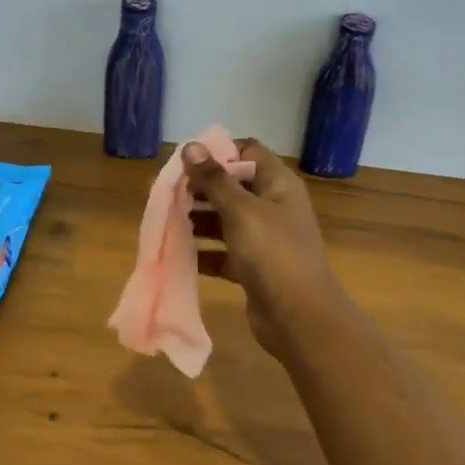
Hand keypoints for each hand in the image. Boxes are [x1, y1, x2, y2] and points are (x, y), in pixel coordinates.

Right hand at [183, 138, 349, 359]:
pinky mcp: (253, 268)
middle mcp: (273, 206)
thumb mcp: (241, 211)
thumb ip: (214, 179)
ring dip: (197, 219)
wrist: (299, 318)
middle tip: (164, 192)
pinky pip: (223, 252)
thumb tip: (191, 146)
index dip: (218, 151)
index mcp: (278, 184)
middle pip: (232, 186)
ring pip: (225, 220)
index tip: (185, 160)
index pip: (247, 151)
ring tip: (165, 219)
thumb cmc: (273, 254)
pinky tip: (178, 252)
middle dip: (199, 188)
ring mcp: (264, 239)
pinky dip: (203, 251)